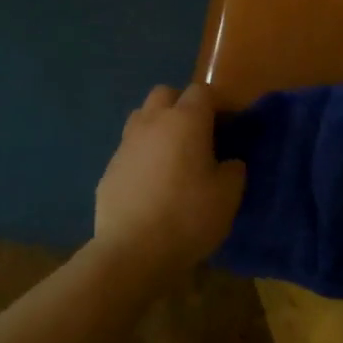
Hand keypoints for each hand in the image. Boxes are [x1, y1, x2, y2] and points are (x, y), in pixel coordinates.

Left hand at [94, 84, 245, 283]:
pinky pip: (129, 148)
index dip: (218, 104)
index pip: (202, 91)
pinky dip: (142, 154)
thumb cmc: (188, 217)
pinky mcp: (109, 167)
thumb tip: (228, 161)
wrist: (132, 251)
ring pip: (142, 116)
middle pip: (166, 94)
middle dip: (182, 105)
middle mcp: (152, 122)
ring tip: (172, 155)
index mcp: (185, 120)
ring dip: (158, 125)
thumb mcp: (228, 196)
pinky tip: (151, 183)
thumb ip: (233, 170)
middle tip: (198, 135)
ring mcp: (126, 143)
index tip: (229, 126)